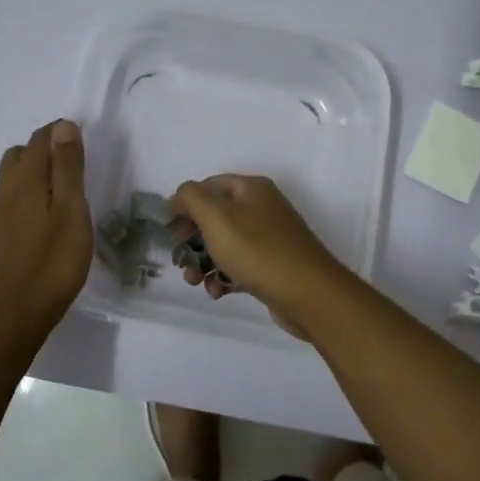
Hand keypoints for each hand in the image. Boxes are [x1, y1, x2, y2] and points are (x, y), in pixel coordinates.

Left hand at [0, 120, 91, 335]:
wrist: (18, 311)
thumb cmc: (54, 260)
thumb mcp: (71, 209)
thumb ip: (67, 166)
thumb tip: (63, 125)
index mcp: (24, 179)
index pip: (39, 140)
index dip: (60, 133)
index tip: (84, 140)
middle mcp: (5, 188)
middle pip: (21, 153)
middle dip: (46, 148)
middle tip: (75, 162)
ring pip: (14, 174)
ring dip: (36, 168)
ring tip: (64, 184)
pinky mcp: (0, 231)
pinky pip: (13, 194)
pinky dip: (30, 188)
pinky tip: (47, 209)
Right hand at [168, 174, 346, 314]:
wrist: (309, 294)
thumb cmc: (257, 251)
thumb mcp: (216, 217)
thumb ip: (191, 198)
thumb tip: (179, 197)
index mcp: (251, 188)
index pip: (208, 186)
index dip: (185, 205)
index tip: (170, 231)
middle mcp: (262, 207)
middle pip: (215, 216)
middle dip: (192, 239)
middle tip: (180, 260)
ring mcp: (269, 237)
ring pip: (225, 243)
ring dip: (204, 262)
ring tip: (196, 282)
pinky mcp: (273, 265)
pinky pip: (240, 264)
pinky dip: (224, 276)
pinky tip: (218, 292)